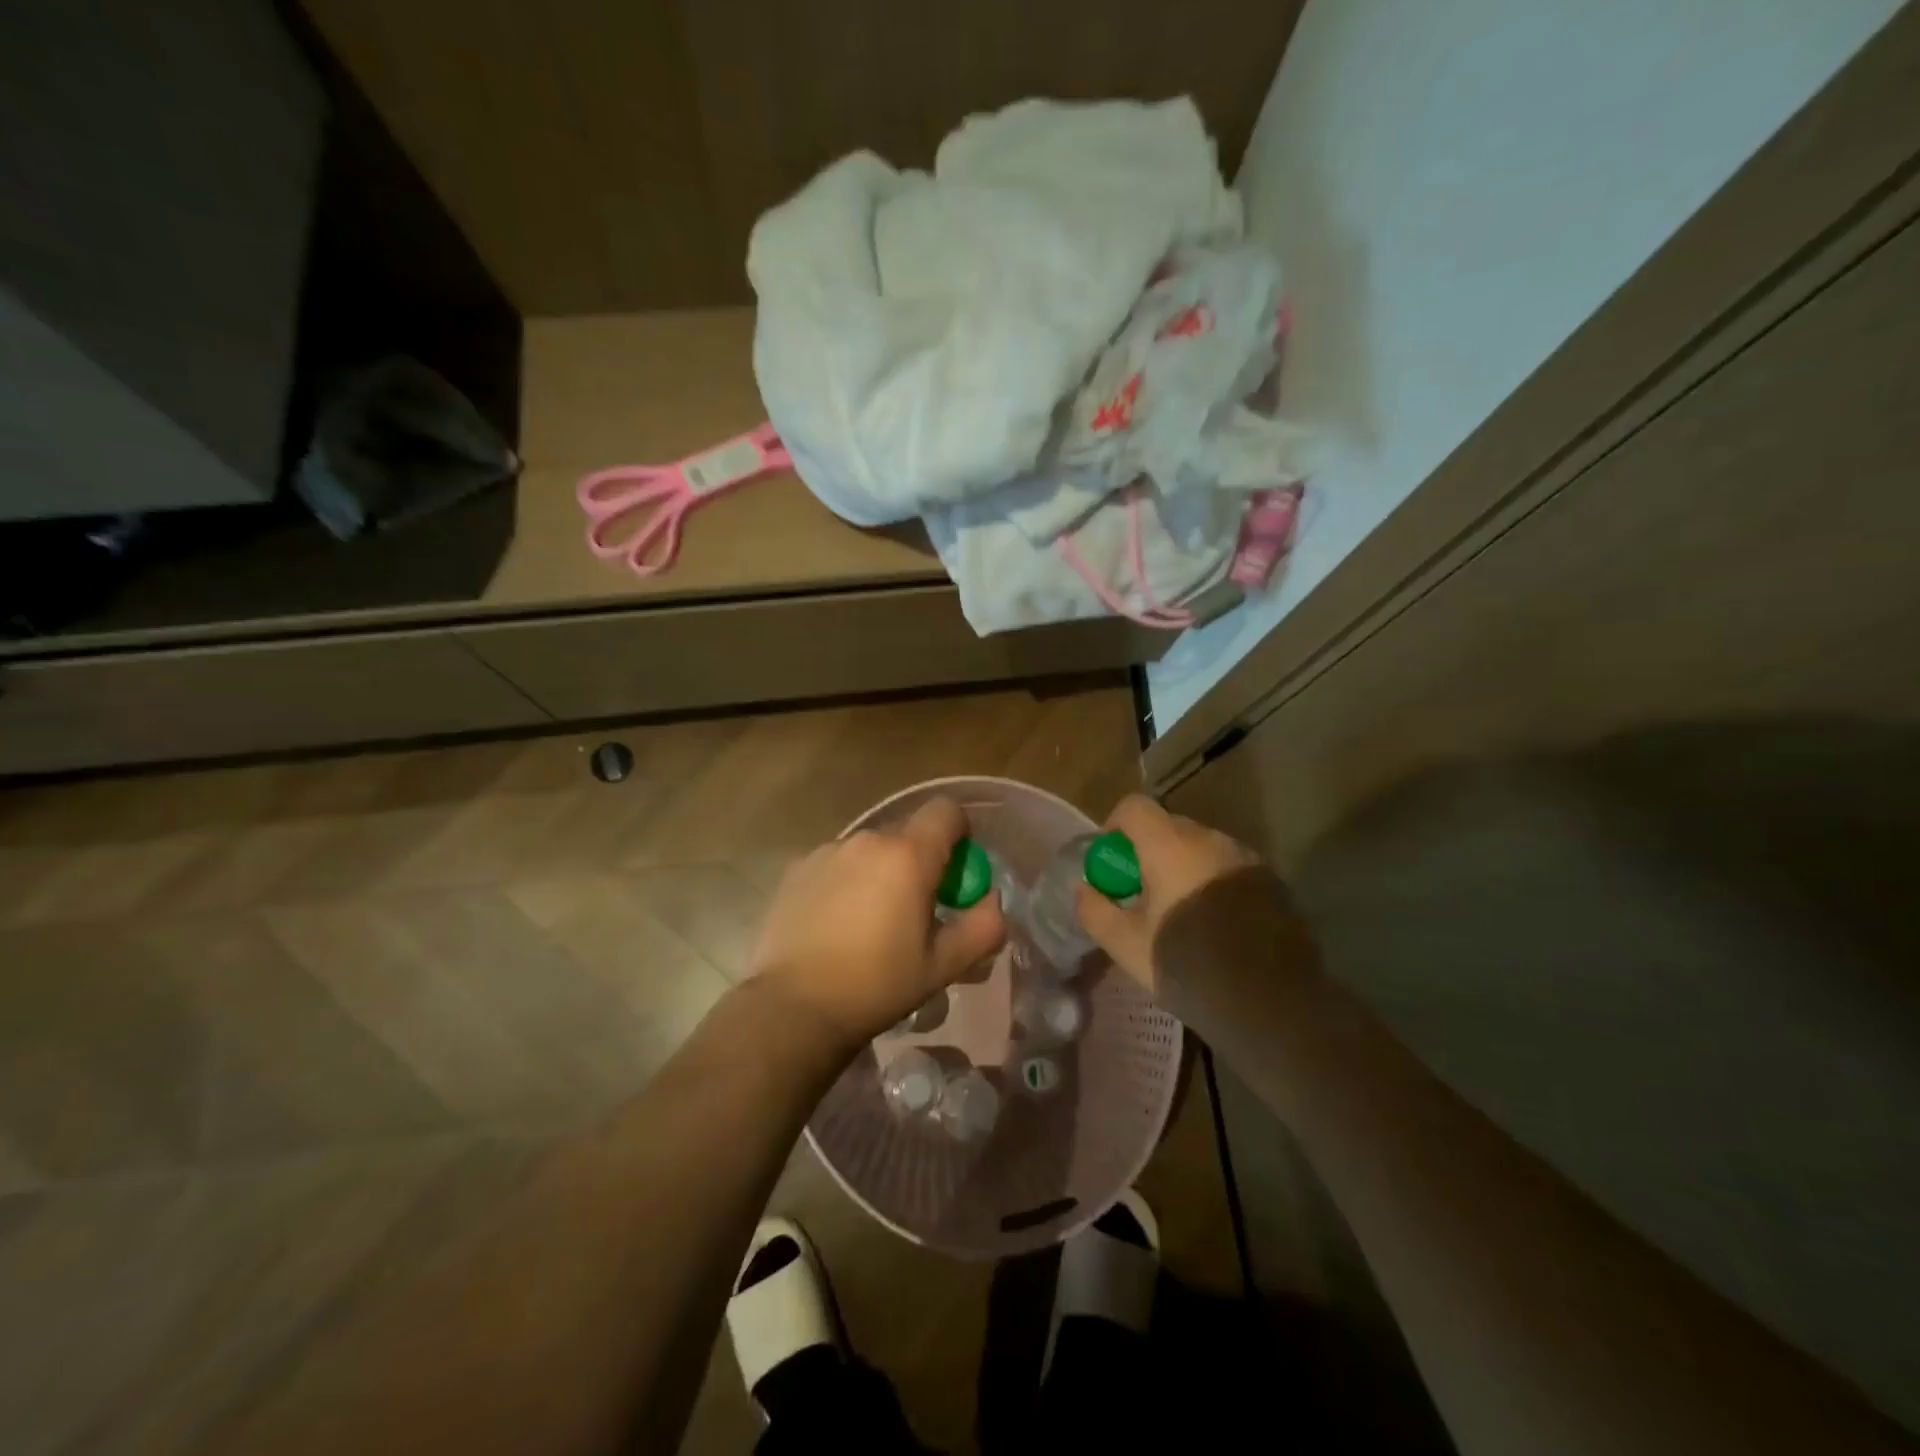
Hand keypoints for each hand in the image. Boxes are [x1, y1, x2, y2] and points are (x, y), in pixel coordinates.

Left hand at [749, 797, 1005, 1051]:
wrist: (793, 1007)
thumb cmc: (877, 985)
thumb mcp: (943, 966)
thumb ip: (982, 928)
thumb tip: (991, 900)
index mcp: (907, 855)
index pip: (946, 811)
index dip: (959, 833)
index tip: (956, 872)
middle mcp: (867, 840)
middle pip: (907, 833)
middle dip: (920, 861)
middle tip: (916, 910)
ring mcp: (827, 851)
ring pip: (870, 850)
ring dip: (880, 872)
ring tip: (870, 923)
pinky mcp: (796, 869)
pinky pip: (836, 864)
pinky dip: (846, 882)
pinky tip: (834, 925)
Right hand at [1075, 793, 1263, 991]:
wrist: (1273, 1005)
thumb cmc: (1189, 967)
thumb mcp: (1126, 946)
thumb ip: (1095, 910)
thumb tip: (1082, 888)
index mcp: (1171, 846)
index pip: (1134, 806)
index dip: (1114, 826)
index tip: (1110, 864)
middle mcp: (1211, 839)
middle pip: (1168, 826)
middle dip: (1146, 851)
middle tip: (1138, 894)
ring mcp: (1246, 859)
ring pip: (1200, 848)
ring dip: (1180, 867)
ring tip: (1176, 912)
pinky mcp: (1270, 882)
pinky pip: (1226, 868)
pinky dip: (1209, 882)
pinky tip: (1212, 925)